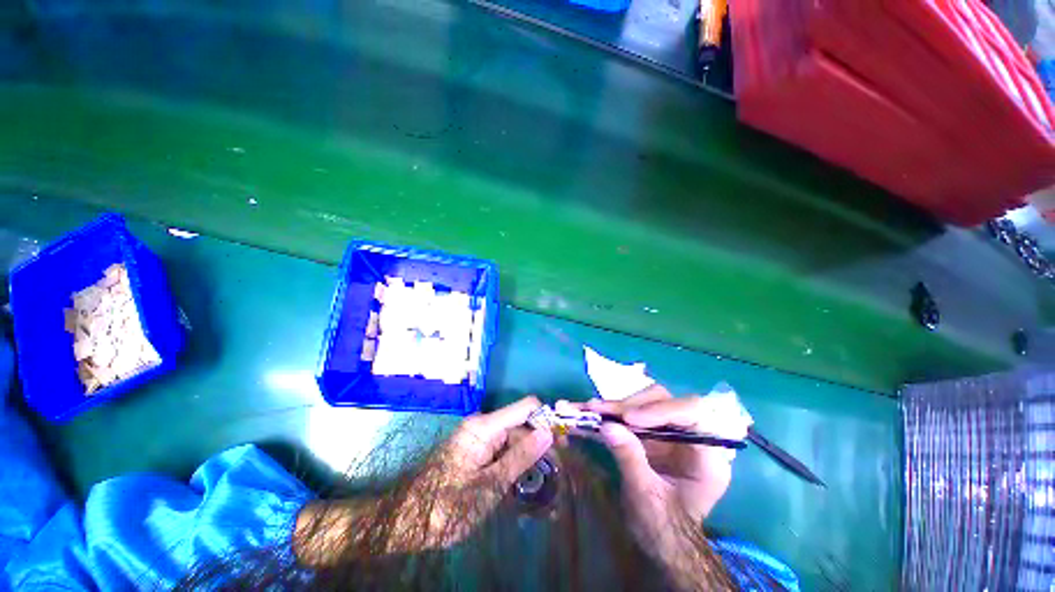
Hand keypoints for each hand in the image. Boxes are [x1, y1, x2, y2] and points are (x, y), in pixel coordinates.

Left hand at [296, 396, 552, 562]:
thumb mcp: (489, 486)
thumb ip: (520, 458)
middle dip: (540, 442)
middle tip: (557, 469)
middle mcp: (483, 425)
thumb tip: (549, 433)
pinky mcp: (477, 450)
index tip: (562, 443)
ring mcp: (479, 438)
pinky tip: (525, 479)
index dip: (546, 419)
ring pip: (514, 437)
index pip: (526, 406)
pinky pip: (503, 448)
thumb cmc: (446, 507)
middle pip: (521, 423)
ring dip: (530, 455)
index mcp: (485, 427)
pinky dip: (516, 462)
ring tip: (544, 479)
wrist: (405, 522)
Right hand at [582, 386, 732, 557]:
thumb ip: (630, 459)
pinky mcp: (655, 431)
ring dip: (619, 405)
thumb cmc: (663, 529)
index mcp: (707, 457)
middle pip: (667, 401)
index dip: (661, 410)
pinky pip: (635, 411)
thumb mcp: (645, 498)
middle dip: (632, 404)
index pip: (693, 414)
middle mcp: (693, 437)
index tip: (629, 420)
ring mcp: (672, 431)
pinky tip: (594, 412)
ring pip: (648, 400)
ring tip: (592, 410)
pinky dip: (613, 411)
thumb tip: (607, 426)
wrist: (662, 543)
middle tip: (601, 411)